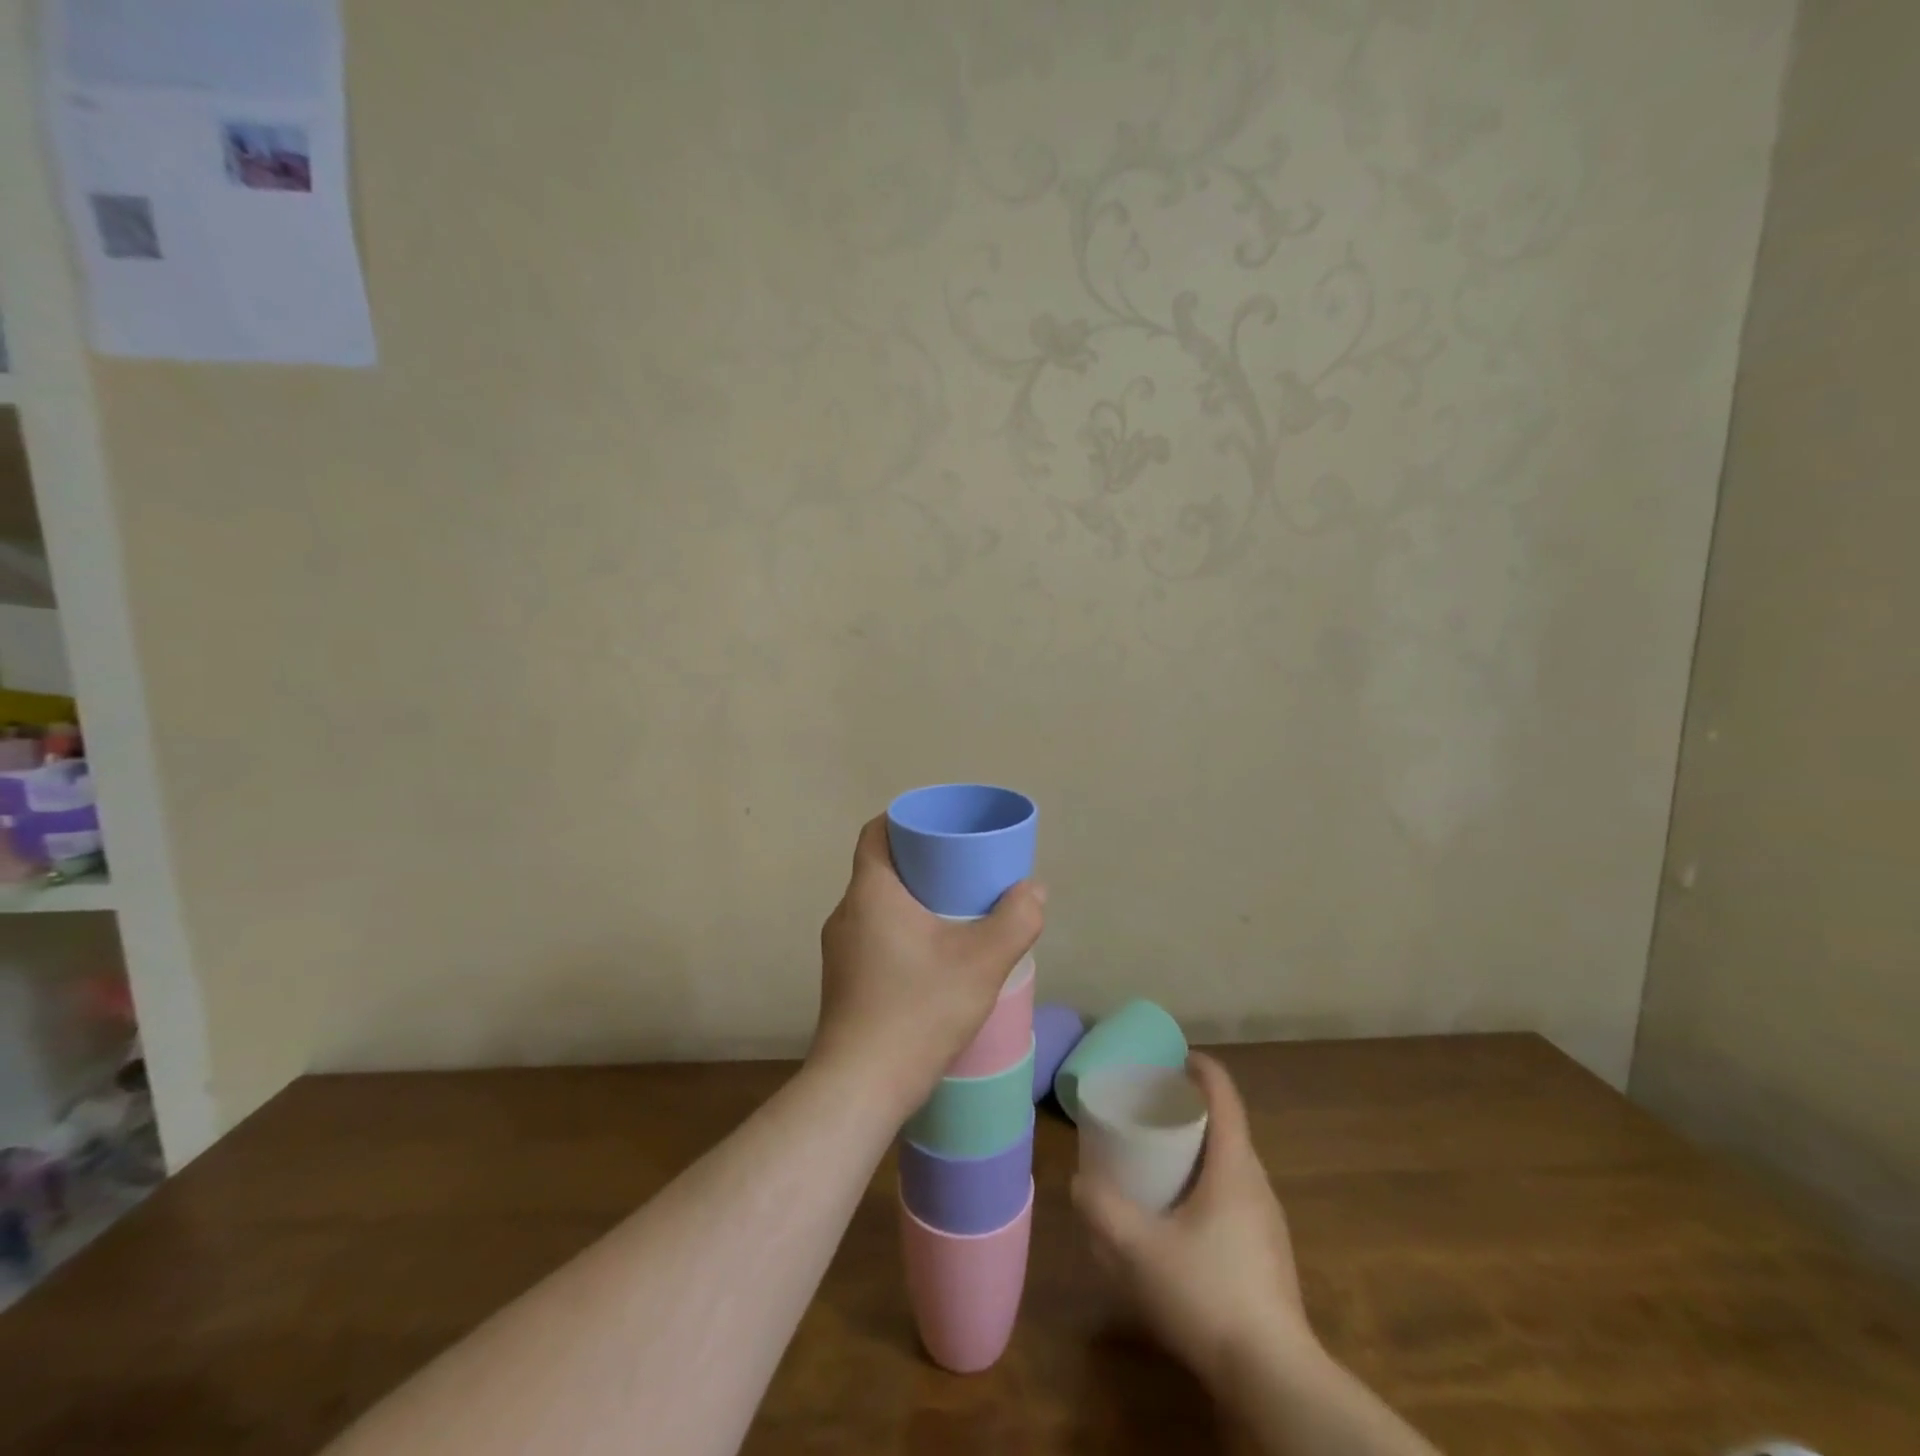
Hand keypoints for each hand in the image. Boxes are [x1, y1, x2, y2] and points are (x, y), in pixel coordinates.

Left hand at [809, 816, 1044, 1115]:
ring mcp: (839, 950)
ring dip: (912, 901)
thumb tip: (1033, 889)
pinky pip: (872, 936)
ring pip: (877, 906)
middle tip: (963, 870)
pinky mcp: (842, 981)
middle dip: (921, 863)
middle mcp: (846, 913)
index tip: (941, 828)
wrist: (859, 1088)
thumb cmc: (917, 1010)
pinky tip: (932, 958)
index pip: (877, 832)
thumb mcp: (981, 962)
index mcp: (870, 892)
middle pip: (882, 868)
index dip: (907, 820)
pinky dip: (901, 931)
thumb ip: (1015, 920)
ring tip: (954, 914)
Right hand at [1073, 1054, 1314, 1389]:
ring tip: (1159, 1162)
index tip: (1172, 1057)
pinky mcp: (1268, 1256)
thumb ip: (1100, 1209)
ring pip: (1231, 1165)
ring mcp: (1268, 1222)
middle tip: (1150, 1111)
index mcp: (1234, 1165)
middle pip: (1227, 1127)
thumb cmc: (1207, 1293)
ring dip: (1198, 1151)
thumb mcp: (1138, 1249)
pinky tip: (1180, 1221)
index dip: (1200, 1068)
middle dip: (1190, 1110)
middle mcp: (1257, 1184)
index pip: (1224, 1094)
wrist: (1274, 1379)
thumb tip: (1079, 1182)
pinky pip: (1235, 1198)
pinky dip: (1206, 1186)